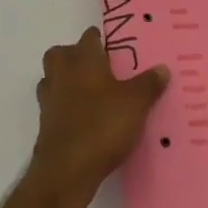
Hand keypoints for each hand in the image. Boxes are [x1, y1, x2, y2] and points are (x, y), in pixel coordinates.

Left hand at [29, 27, 167, 199]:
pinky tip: (81, 118)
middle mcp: (62, 74)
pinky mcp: (45, 124)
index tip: (114, 46)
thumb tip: (162, 68)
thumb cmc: (102, 125)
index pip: (88, 37)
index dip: (100, 39)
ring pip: (51, 78)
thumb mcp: (136, 103)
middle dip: (74, 55)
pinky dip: (63, 106)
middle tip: (97, 67)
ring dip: (65, 80)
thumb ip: (149, 84)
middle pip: (60, 54)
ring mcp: (49, 100)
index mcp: (84, 61)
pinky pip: (52, 105)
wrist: (67, 170)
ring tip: (89, 92)